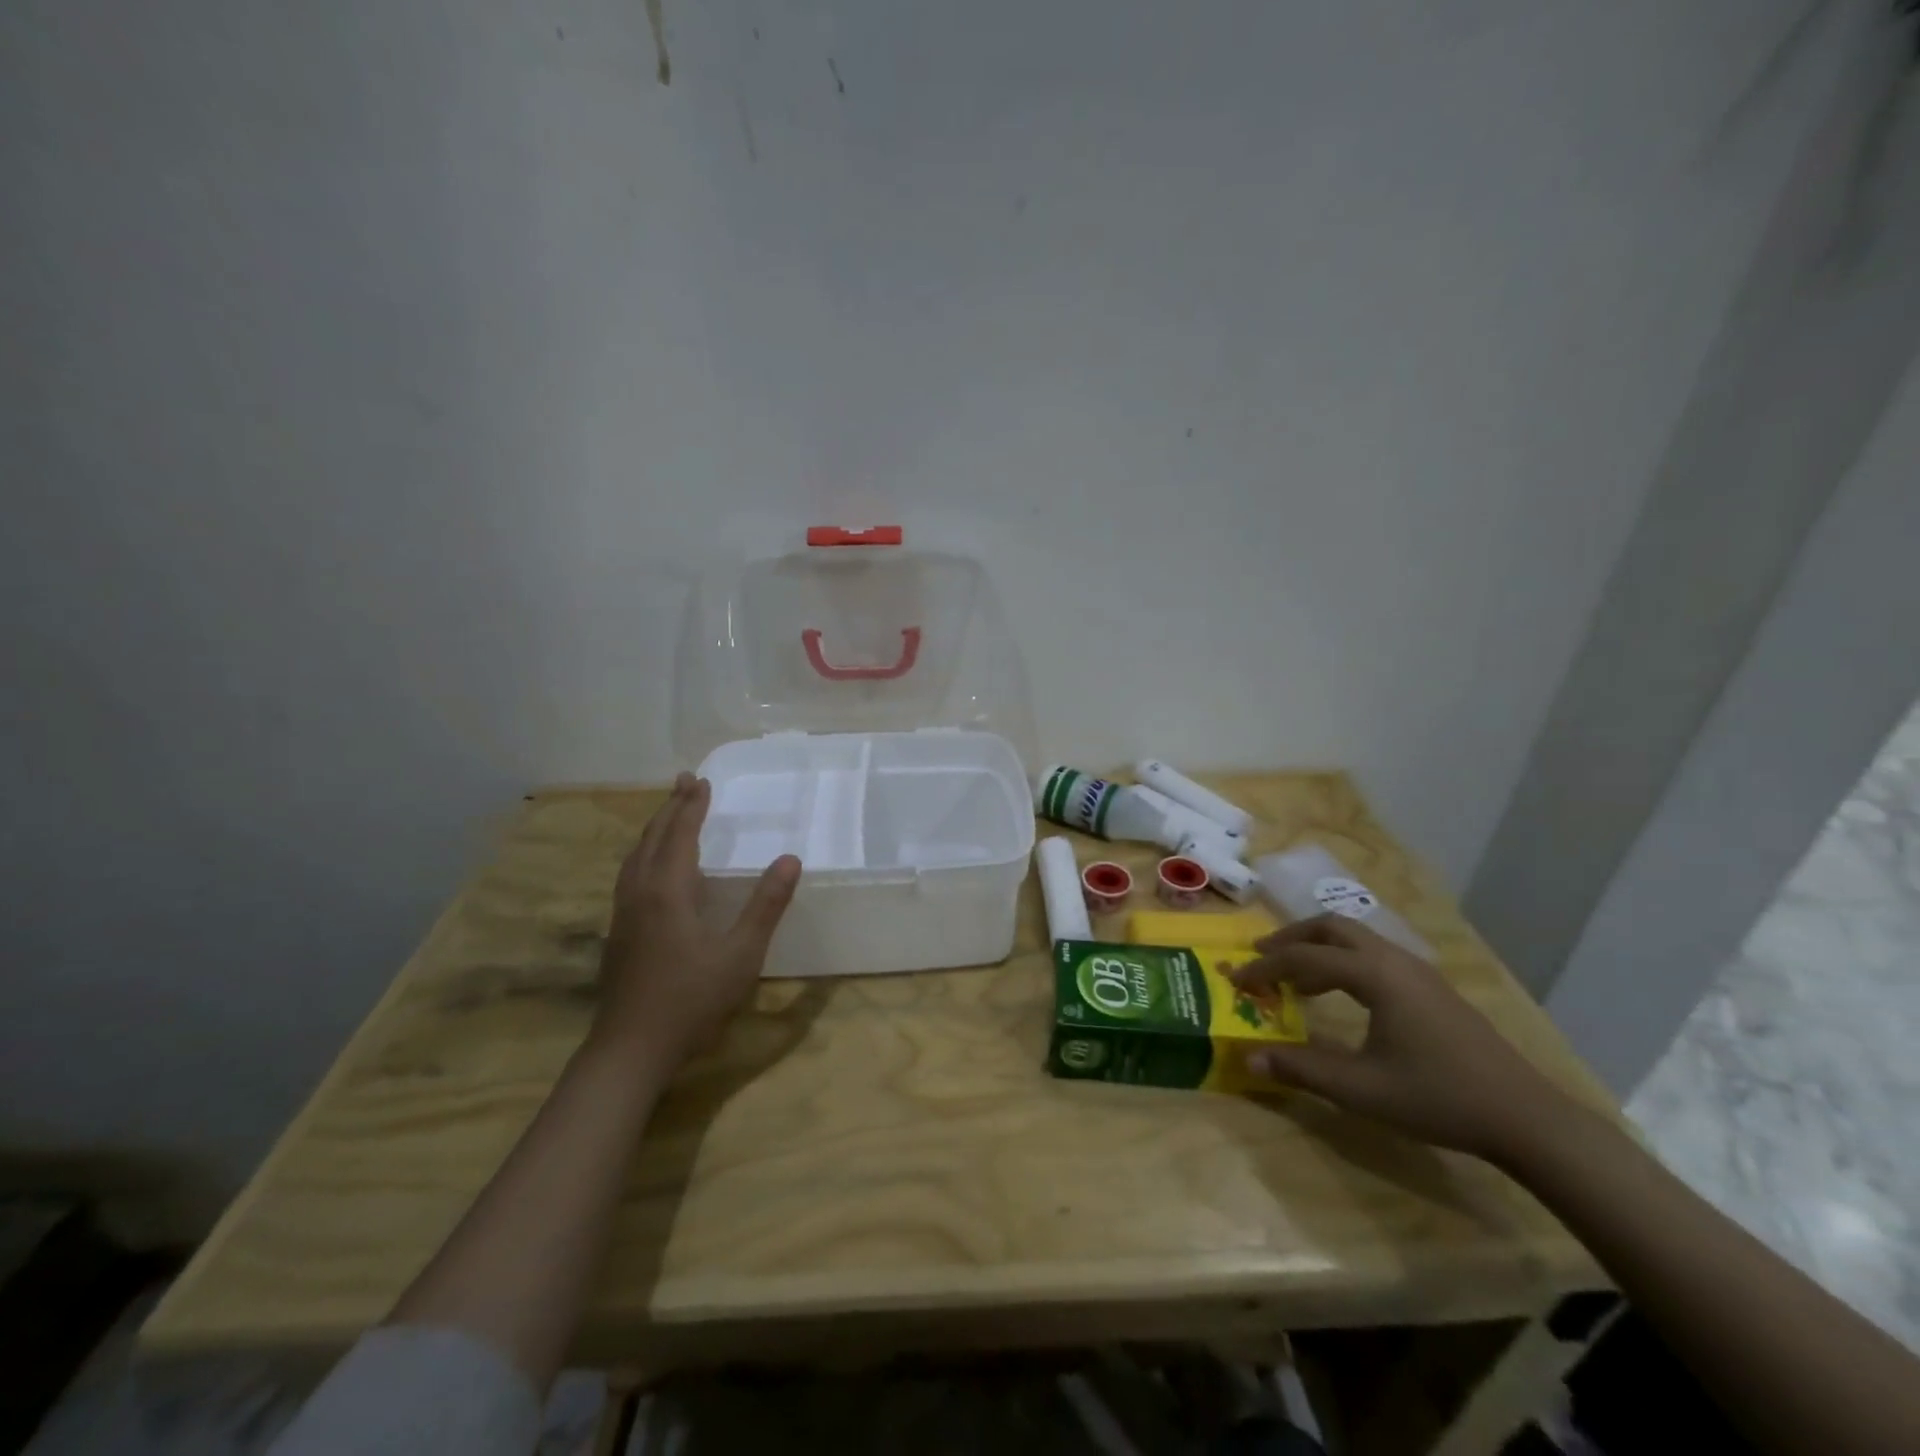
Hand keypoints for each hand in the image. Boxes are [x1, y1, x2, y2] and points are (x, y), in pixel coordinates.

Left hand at [594, 773, 800, 1071]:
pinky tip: (651, 868)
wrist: (630, 1050)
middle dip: (670, 808)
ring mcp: (624, 914)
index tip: (702, 781)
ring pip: (635, 856)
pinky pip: (630, 875)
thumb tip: (790, 859)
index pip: (680, 835)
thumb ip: (766, 905)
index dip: (692, 807)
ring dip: (654, 829)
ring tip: (668, 814)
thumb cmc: (691, 1000)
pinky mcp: (618, 933)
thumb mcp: (741, 954)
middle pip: (652, 839)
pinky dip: (644, 853)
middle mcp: (640, 893)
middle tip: (684, 782)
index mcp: (667, 891)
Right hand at [1228, 915, 1574, 1163]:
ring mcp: (1418, 971)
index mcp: (1375, 975)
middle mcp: (1394, 960)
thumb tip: (1247, 1056)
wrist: (1525, 1117)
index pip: (1303, 957)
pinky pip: (1375, 955)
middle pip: (1331, 927)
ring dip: (1317, 948)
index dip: (1263, 968)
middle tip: (1261, 958)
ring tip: (1294, 979)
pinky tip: (1342, 995)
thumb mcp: (1361, 1090)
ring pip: (1356, 938)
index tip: (1234, 980)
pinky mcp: (1432, 987)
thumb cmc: (1438, 1098)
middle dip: (1290, 938)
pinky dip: (1343, 961)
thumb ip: (1302, 1069)